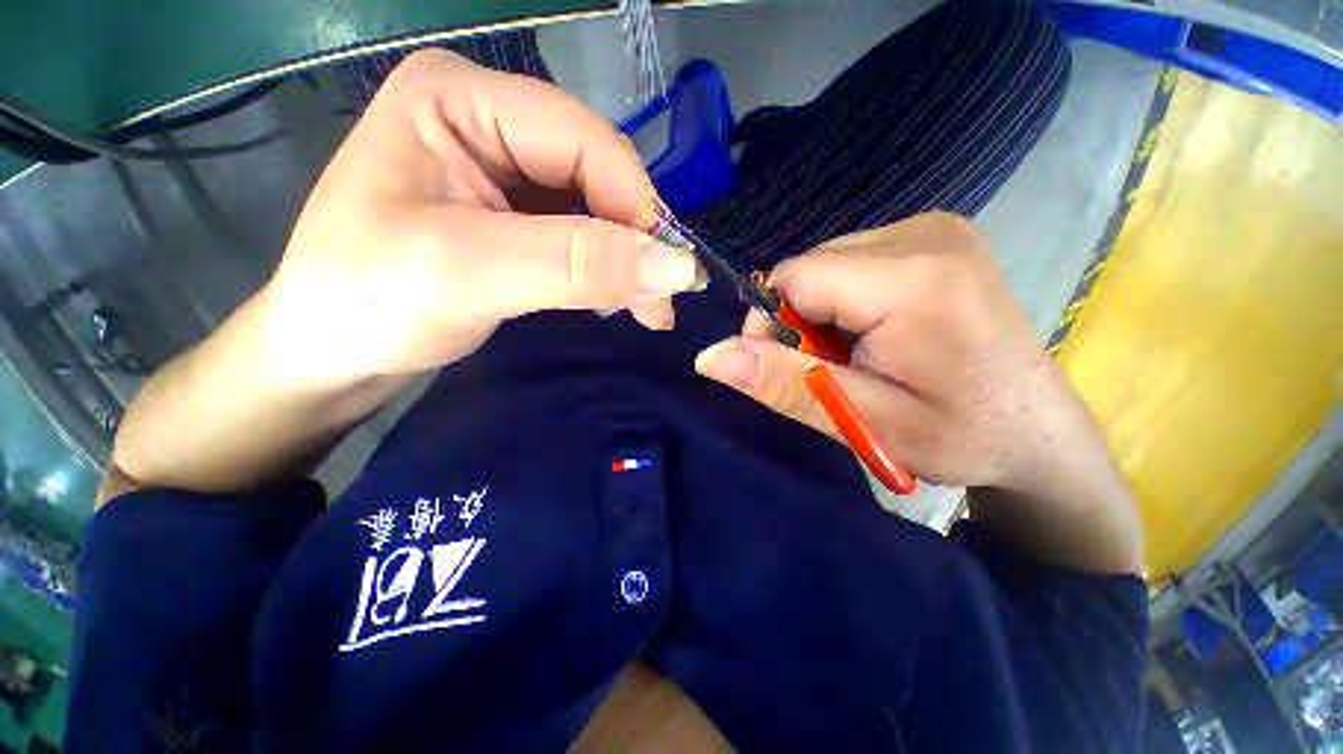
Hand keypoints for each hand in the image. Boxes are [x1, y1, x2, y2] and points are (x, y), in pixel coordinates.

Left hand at [266, 50, 701, 385]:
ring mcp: (504, 172)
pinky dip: (609, 271)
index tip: (672, 275)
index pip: (584, 141)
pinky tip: (621, 298)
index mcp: (460, 99)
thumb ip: (577, 265)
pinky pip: (582, 236)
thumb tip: (678, 268)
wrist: (329, 350)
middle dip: (636, 242)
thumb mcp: (469, 274)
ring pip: (597, 210)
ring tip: (649, 310)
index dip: (638, 208)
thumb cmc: (368, 302)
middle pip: (596, 175)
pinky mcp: (516, 218)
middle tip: (663, 303)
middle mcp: (488, 121)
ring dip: (629, 262)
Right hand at [693, 213, 1143, 571]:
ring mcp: (936, 227)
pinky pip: (855, 262)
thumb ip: (784, 383)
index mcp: (912, 278)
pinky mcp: (937, 235)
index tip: (798, 367)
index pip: (793, 278)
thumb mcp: (862, 420)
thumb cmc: (959, 435)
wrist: (1037, 431)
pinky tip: (881, 331)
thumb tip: (709, 357)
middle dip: (803, 320)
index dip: (774, 324)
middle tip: (840, 367)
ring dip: (826, 312)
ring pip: (828, 264)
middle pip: (810, 268)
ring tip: (865, 353)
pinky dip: (849, 299)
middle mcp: (924, 232)